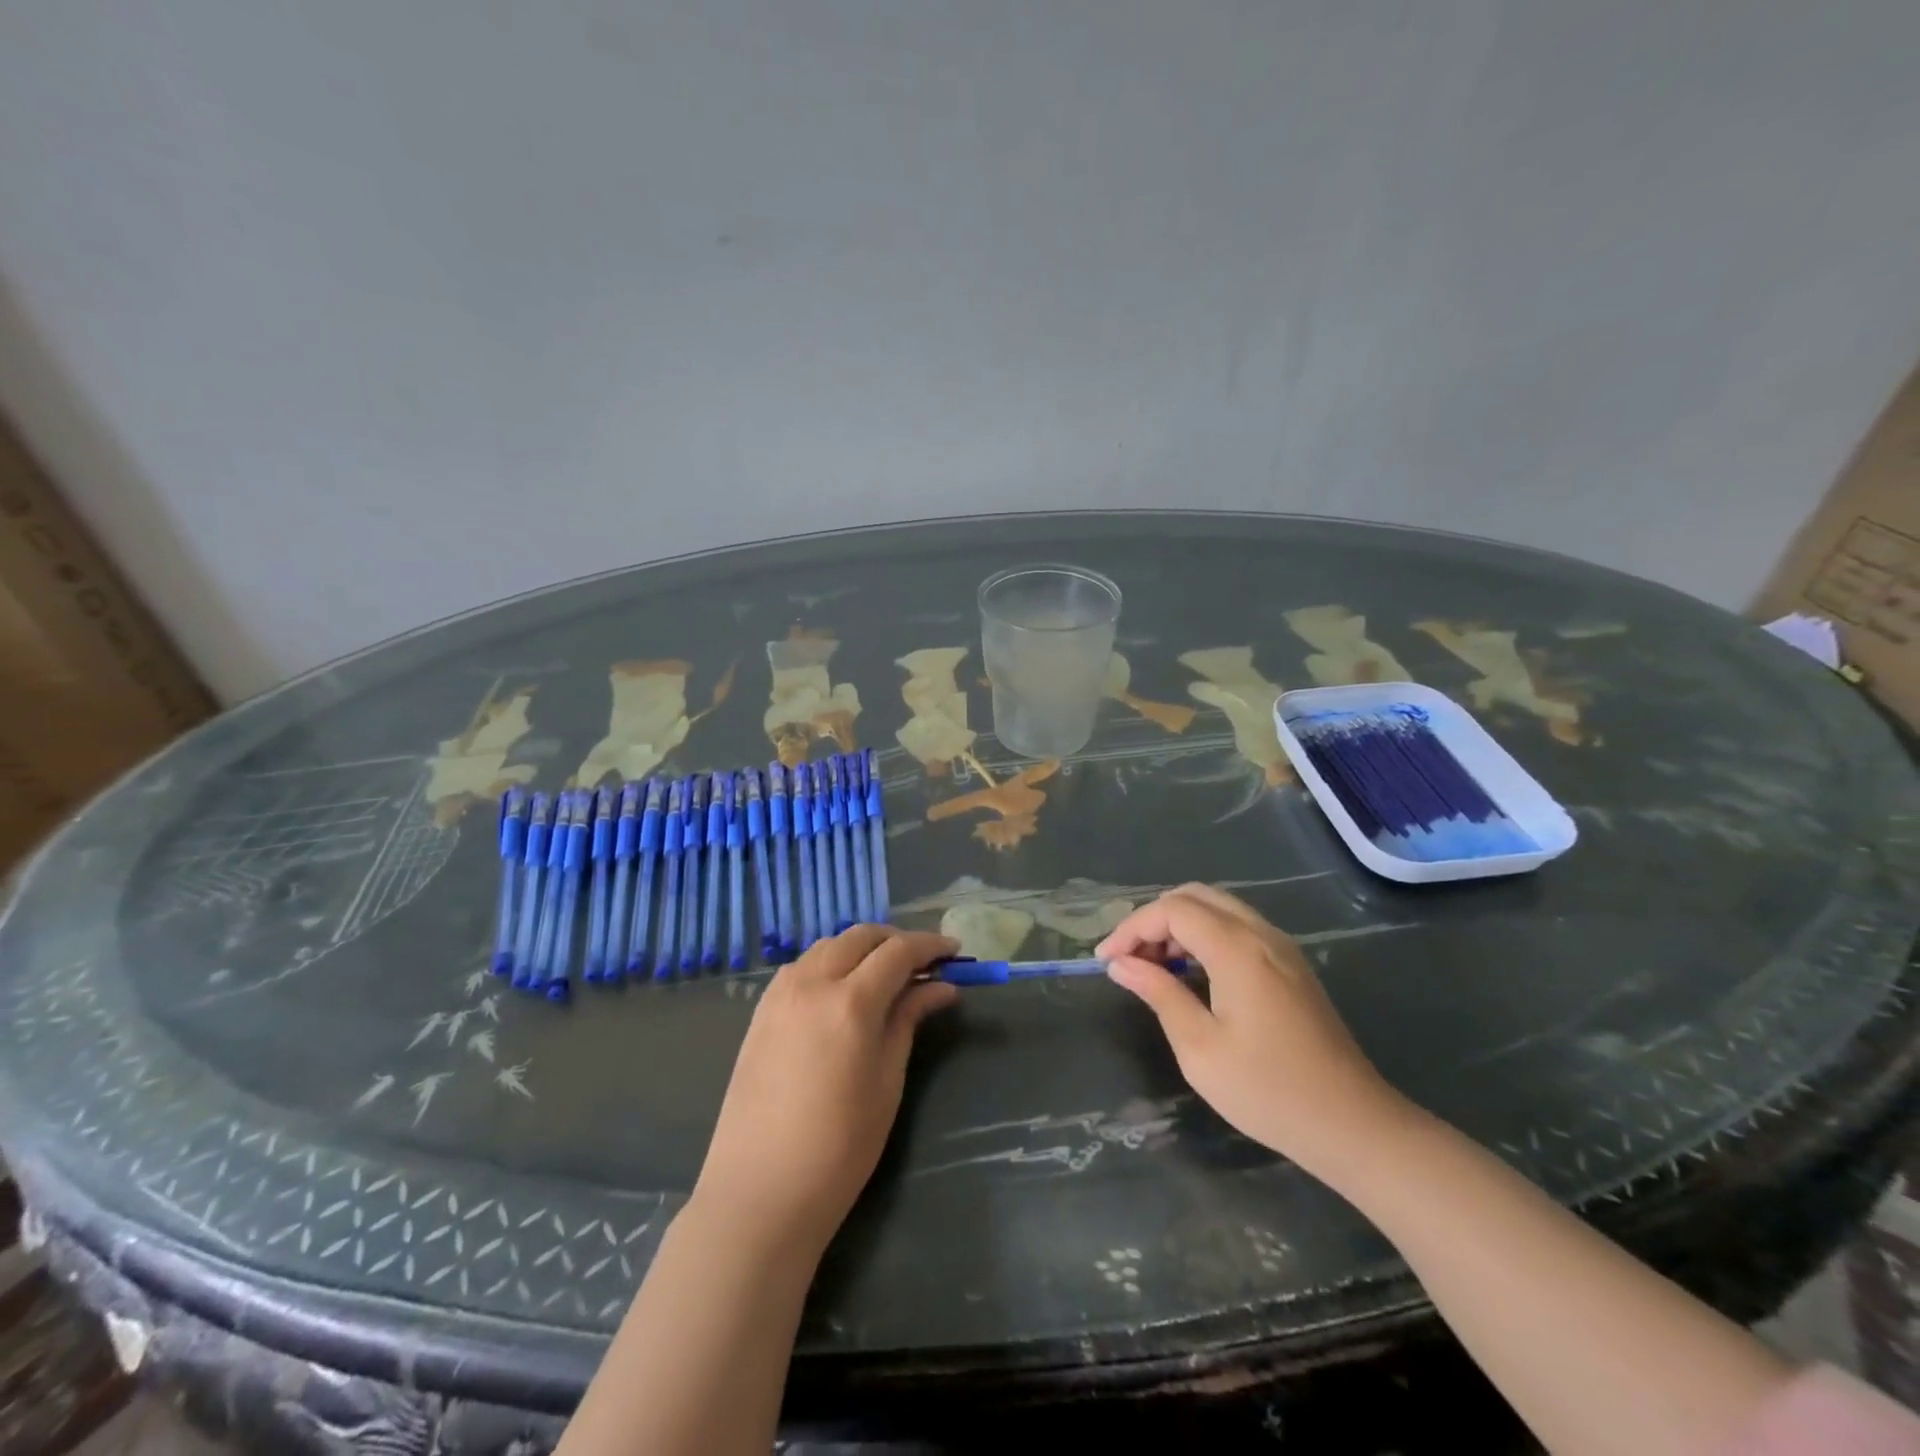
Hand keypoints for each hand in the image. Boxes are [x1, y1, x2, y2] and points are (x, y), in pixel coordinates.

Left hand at [692, 926, 959, 1254]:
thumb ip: (909, 1020)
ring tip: (885, 974)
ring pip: (828, 945)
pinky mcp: (761, 1011)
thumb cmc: (839, 1146)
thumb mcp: (888, 1081)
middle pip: (860, 937)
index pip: (898, 951)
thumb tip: (942, 987)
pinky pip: (802, 966)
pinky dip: (830, 962)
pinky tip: (842, 989)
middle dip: (896, 940)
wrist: (760, 1191)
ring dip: (861, 948)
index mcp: (850, 1001)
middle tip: (924, 962)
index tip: (955, 950)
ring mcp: (780, 994)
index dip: (930, 945)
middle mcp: (812, 983)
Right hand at [1096, 884, 1405, 1177]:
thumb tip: (1121, 964)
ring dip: (1179, 926)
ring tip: (1154, 967)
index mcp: (1236, 948)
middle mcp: (1260, 933)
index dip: (1131, 928)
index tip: (1106, 962)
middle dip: (1153, 920)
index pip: (1171, 910)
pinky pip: (1237, 927)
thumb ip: (1159, 994)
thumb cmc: (1268, 1090)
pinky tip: (1192, 973)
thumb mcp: (1199, 1047)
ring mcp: (1281, 946)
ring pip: (1218, 908)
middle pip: (1194, 896)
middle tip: (1130, 960)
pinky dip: (1205, 936)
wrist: (1353, 1124)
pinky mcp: (1291, 964)